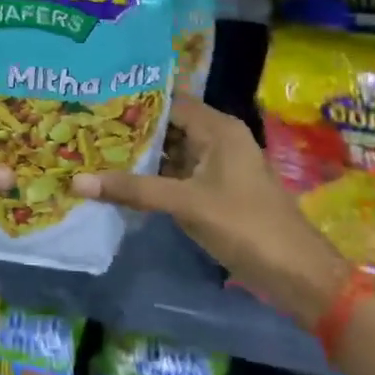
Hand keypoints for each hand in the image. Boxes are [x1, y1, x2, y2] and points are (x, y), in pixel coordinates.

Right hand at [70, 98, 350, 325]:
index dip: (131, 99)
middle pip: (166, 124)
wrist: (299, 276)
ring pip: (170, 150)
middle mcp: (217, 139)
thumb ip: (133, 190)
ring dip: (138, 153)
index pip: (167, 100)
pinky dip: (151, 175)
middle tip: (84, 125)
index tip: (93, 99)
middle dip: (129, 128)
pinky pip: (176, 173)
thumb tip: (76, 180)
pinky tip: (118, 179)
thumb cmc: (246, 226)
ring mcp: (216, 166)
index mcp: (218, 128)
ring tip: (91, 148)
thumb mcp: (186, 204)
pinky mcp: (214, 191)